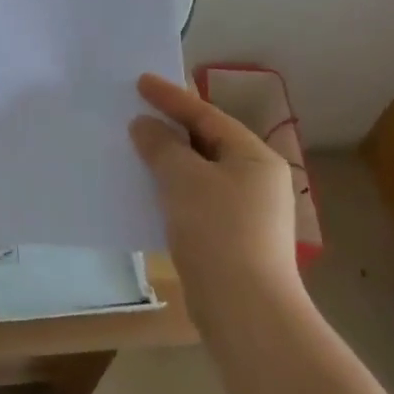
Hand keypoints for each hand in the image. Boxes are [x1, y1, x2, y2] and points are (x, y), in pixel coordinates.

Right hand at [129, 74, 303, 287]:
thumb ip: (162, 146)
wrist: (246, 312)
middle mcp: (256, 179)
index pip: (207, 116)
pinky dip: (173, 189)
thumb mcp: (184, 179)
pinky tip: (148, 191)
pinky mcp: (233, 239)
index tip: (140, 81)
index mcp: (254, 157)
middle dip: (171, 128)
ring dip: (169, 160)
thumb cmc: (218, 232)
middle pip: (207, 142)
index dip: (171, 97)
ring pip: (201, 173)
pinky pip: (197, 199)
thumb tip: (145, 125)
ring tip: (136, 147)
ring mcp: (247, 212)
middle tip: (137, 111)